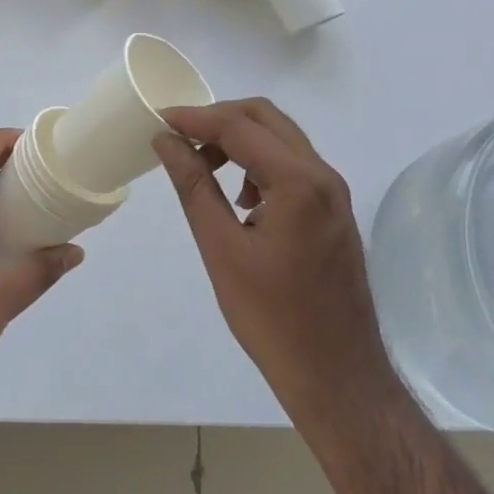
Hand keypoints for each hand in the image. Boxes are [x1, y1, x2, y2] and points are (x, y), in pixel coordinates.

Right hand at [154, 99, 391, 418]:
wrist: (336, 375)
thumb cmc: (271, 318)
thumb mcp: (221, 249)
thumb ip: (194, 186)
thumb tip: (167, 141)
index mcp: (299, 182)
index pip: (240, 126)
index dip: (195, 118)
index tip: (158, 121)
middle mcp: (324, 175)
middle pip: (266, 118)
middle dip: (219, 119)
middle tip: (180, 139)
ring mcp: (334, 192)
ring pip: (282, 139)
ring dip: (241, 140)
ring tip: (204, 169)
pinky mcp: (334, 210)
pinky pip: (293, 166)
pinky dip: (260, 164)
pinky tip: (239, 199)